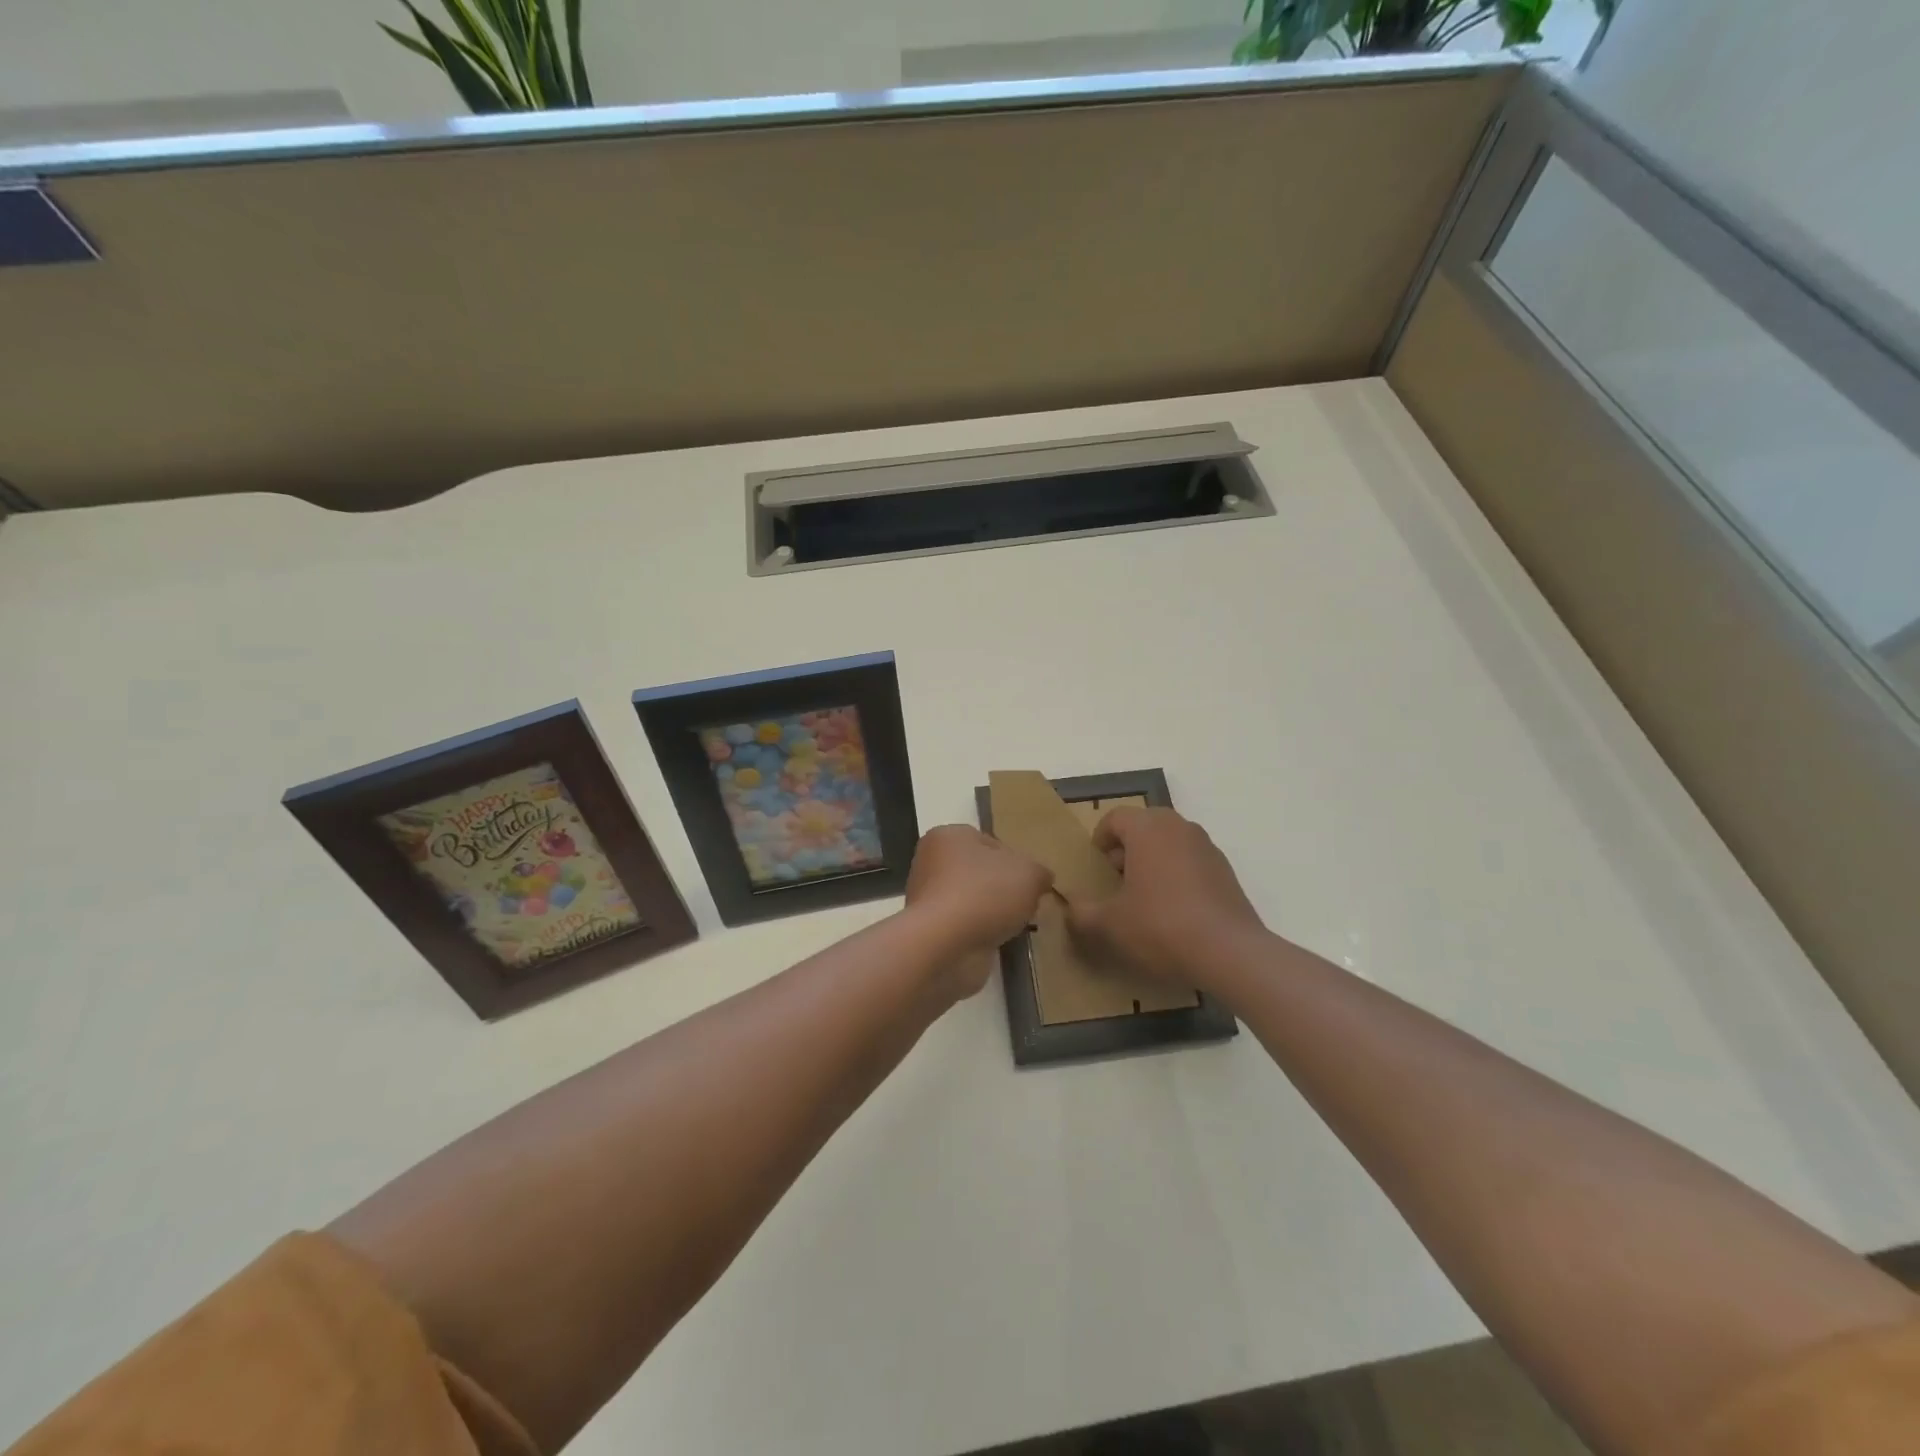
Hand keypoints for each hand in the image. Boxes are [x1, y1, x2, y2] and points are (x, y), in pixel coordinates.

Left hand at [904, 825, 1052, 994]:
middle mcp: (931, 861)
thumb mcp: (1029, 873)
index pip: (991, 842)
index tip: (1032, 883)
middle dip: (1004, 889)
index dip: (1017, 862)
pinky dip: (979, 932)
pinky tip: (995, 941)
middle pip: (980, 872)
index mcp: (949, 835)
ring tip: (1013, 926)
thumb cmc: (984, 894)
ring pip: (972, 900)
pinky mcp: (929, 929)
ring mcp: (926, 897)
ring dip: (992, 912)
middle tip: (1026, 905)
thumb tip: (1041, 879)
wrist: (944, 945)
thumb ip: (1039, 872)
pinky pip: (963, 925)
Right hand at [1065, 807, 1267, 989]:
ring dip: (1152, 863)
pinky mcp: (1226, 871)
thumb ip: (1082, 912)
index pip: (1115, 818)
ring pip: (1169, 844)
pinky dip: (1177, 877)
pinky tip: (1174, 913)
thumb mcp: (1109, 925)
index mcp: (1148, 828)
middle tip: (1116, 882)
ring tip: (1144, 900)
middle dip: (1126, 850)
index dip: (1099, 840)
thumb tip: (1071, 906)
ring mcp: (1207, 848)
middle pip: (1144, 827)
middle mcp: (1179, 827)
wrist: (1230, 953)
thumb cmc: (1160, 926)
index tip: (1095, 868)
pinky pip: (1191, 863)